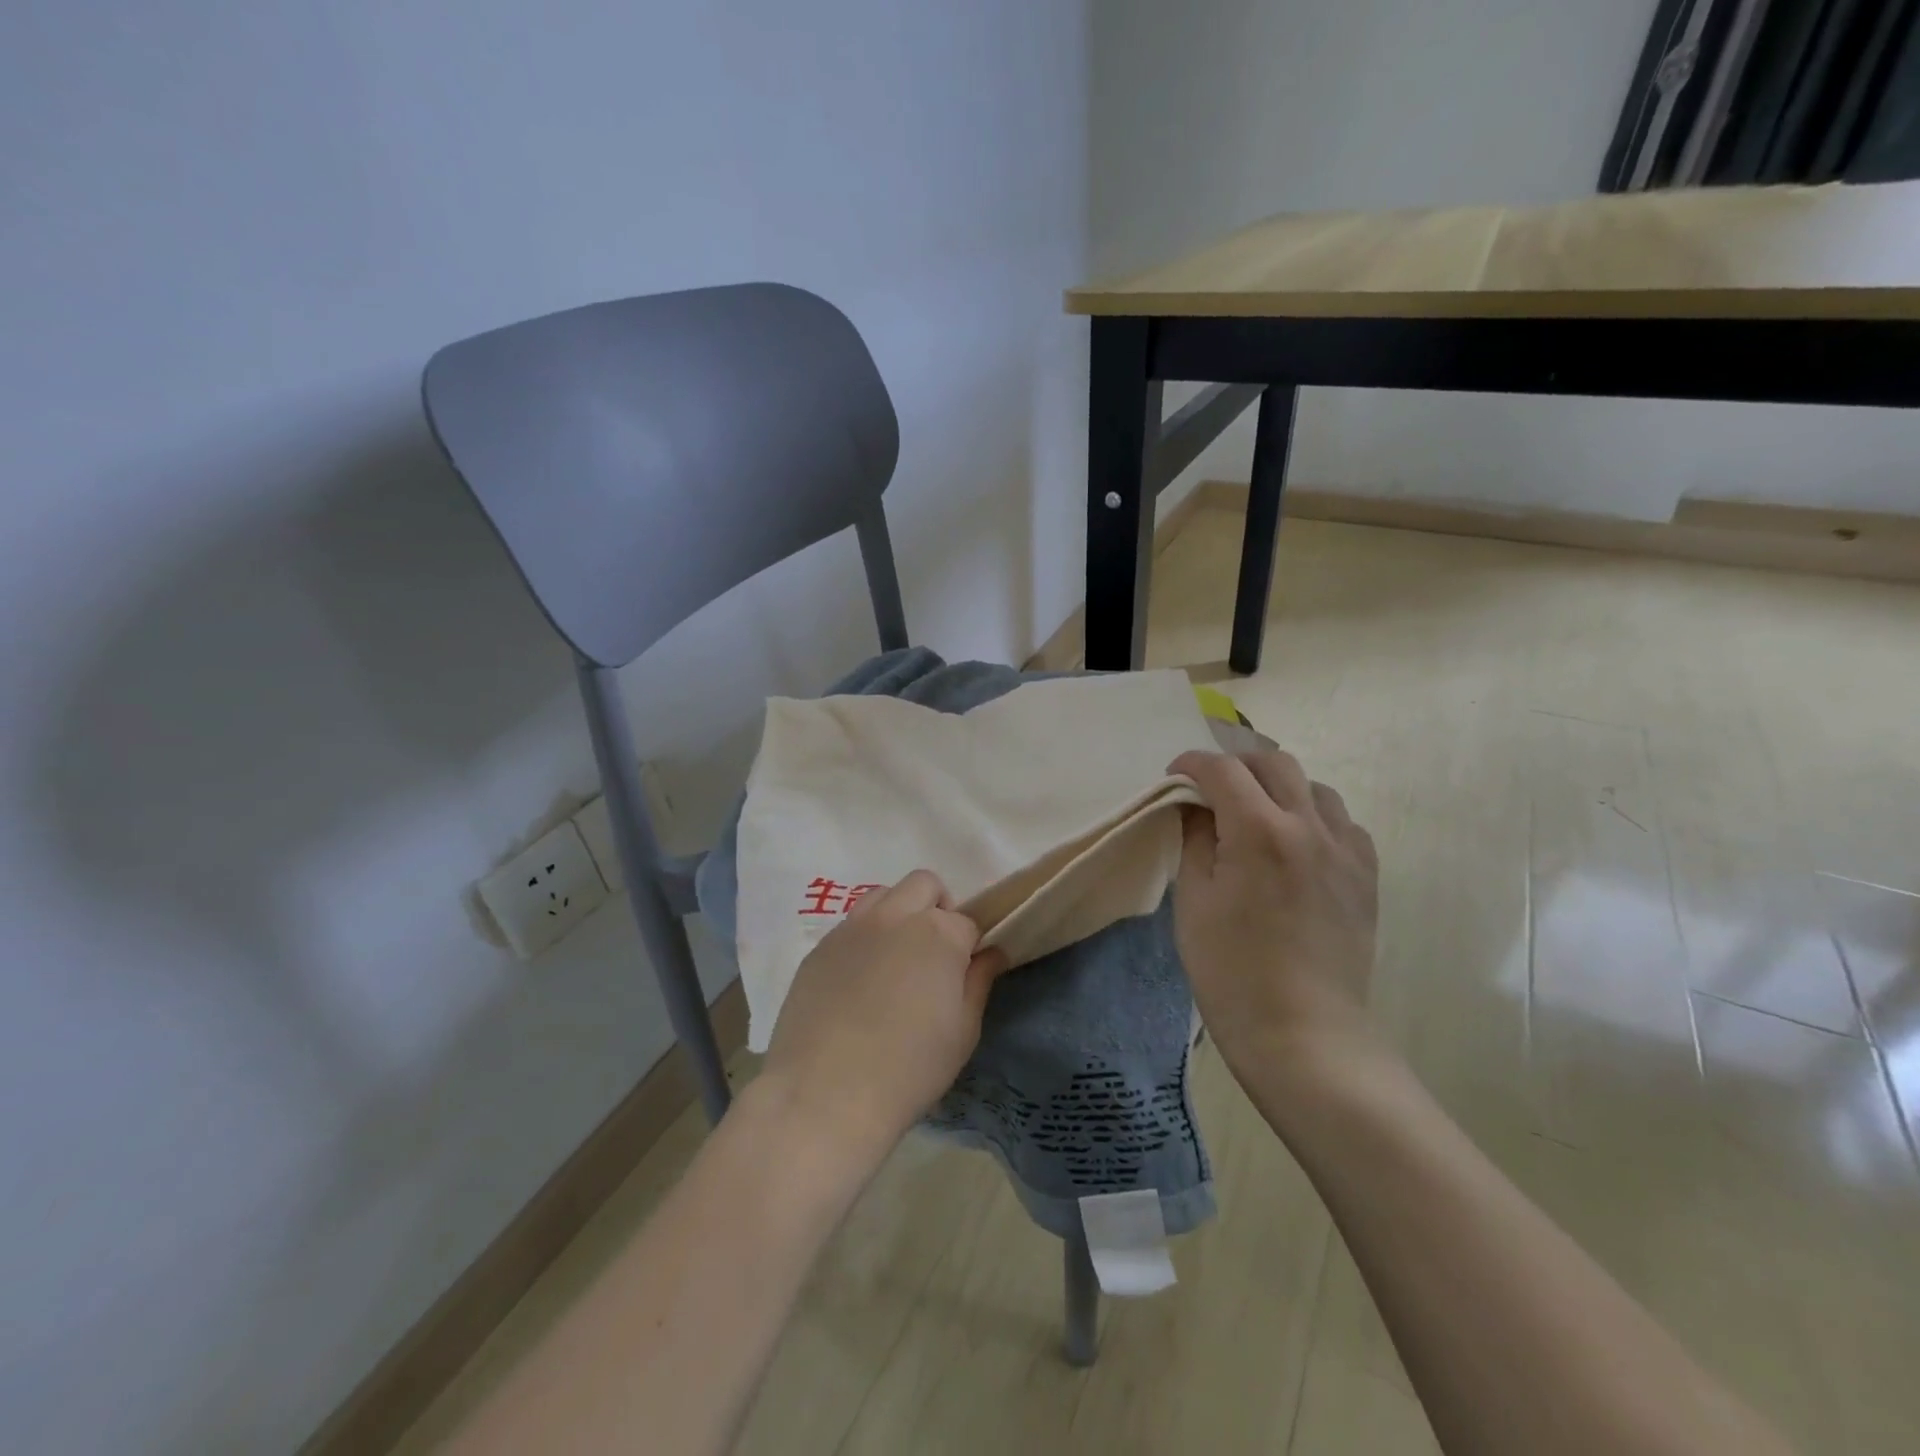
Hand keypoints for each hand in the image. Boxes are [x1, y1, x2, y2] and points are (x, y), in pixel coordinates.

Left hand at [757, 870, 1007, 1156]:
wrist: (825, 1094)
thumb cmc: (909, 1068)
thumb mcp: (962, 1032)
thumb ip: (979, 982)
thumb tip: (992, 953)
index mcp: (938, 933)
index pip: (966, 922)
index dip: (969, 947)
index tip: (964, 974)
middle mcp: (895, 916)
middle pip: (924, 885)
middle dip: (937, 909)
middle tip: (933, 955)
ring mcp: (852, 927)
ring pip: (884, 895)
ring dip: (899, 914)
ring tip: (895, 961)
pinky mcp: (820, 947)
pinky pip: (850, 925)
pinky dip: (864, 939)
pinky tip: (858, 983)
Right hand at [1168, 749, 1381, 1085]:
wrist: (1304, 1033)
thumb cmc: (1231, 971)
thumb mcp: (1193, 901)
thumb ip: (1194, 840)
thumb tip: (1196, 807)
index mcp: (1259, 831)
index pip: (1223, 770)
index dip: (1192, 764)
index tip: (1174, 775)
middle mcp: (1309, 827)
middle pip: (1274, 763)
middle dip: (1236, 765)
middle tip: (1211, 788)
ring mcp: (1346, 850)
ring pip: (1314, 787)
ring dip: (1278, 787)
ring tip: (1255, 813)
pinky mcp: (1366, 876)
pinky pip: (1342, 823)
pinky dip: (1313, 817)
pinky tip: (1297, 844)